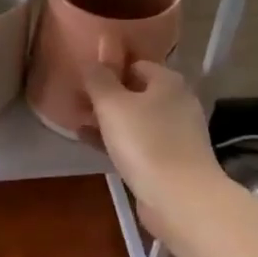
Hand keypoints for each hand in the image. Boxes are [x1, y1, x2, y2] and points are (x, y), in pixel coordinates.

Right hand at [80, 59, 221, 227]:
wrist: (181, 199)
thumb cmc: (146, 143)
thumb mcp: (113, 105)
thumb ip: (99, 79)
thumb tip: (93, 57)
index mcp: (169, 82)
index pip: (136, 64)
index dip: (109, 68)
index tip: (83, 77)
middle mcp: (177, 103)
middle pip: (136, 92)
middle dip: (106, 97)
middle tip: (76, 100)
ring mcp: (176, 134)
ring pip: (135, 120)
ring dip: (108, 120)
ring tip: (77, 121)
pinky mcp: (170, 161)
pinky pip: (137, 143)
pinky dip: (115, 141)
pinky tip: (89, 143)